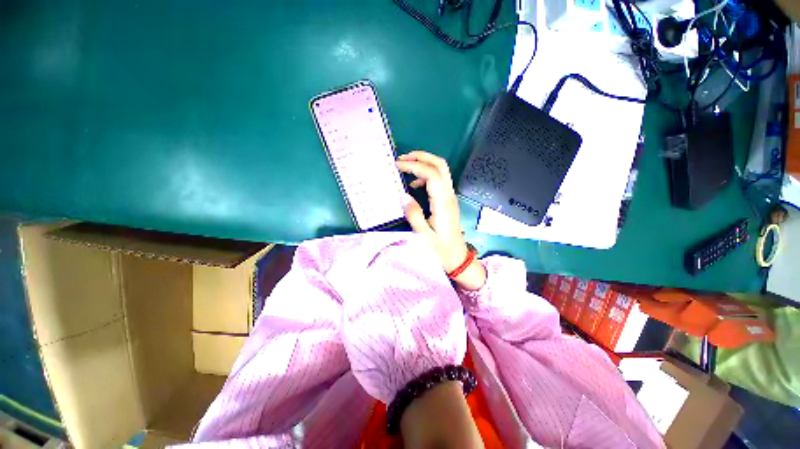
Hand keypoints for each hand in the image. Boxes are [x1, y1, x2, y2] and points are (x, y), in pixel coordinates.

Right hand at [396, 151, 485, 289]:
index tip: (398, 166)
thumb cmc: (440, 249)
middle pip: (440, 165)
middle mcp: (449, 195)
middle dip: (421, 156)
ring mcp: (450, 196)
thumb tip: (404, 196)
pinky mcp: (448, 200)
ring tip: (405, 167)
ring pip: (441, 170)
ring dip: (424, 163)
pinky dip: (426, 175)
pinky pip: (439, 180)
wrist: (457, 258)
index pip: (432, 174)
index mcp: (442, 203)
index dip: (414, 166)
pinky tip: (414, 185)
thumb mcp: (423, 236)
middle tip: (403, 158)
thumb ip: (414, 215)